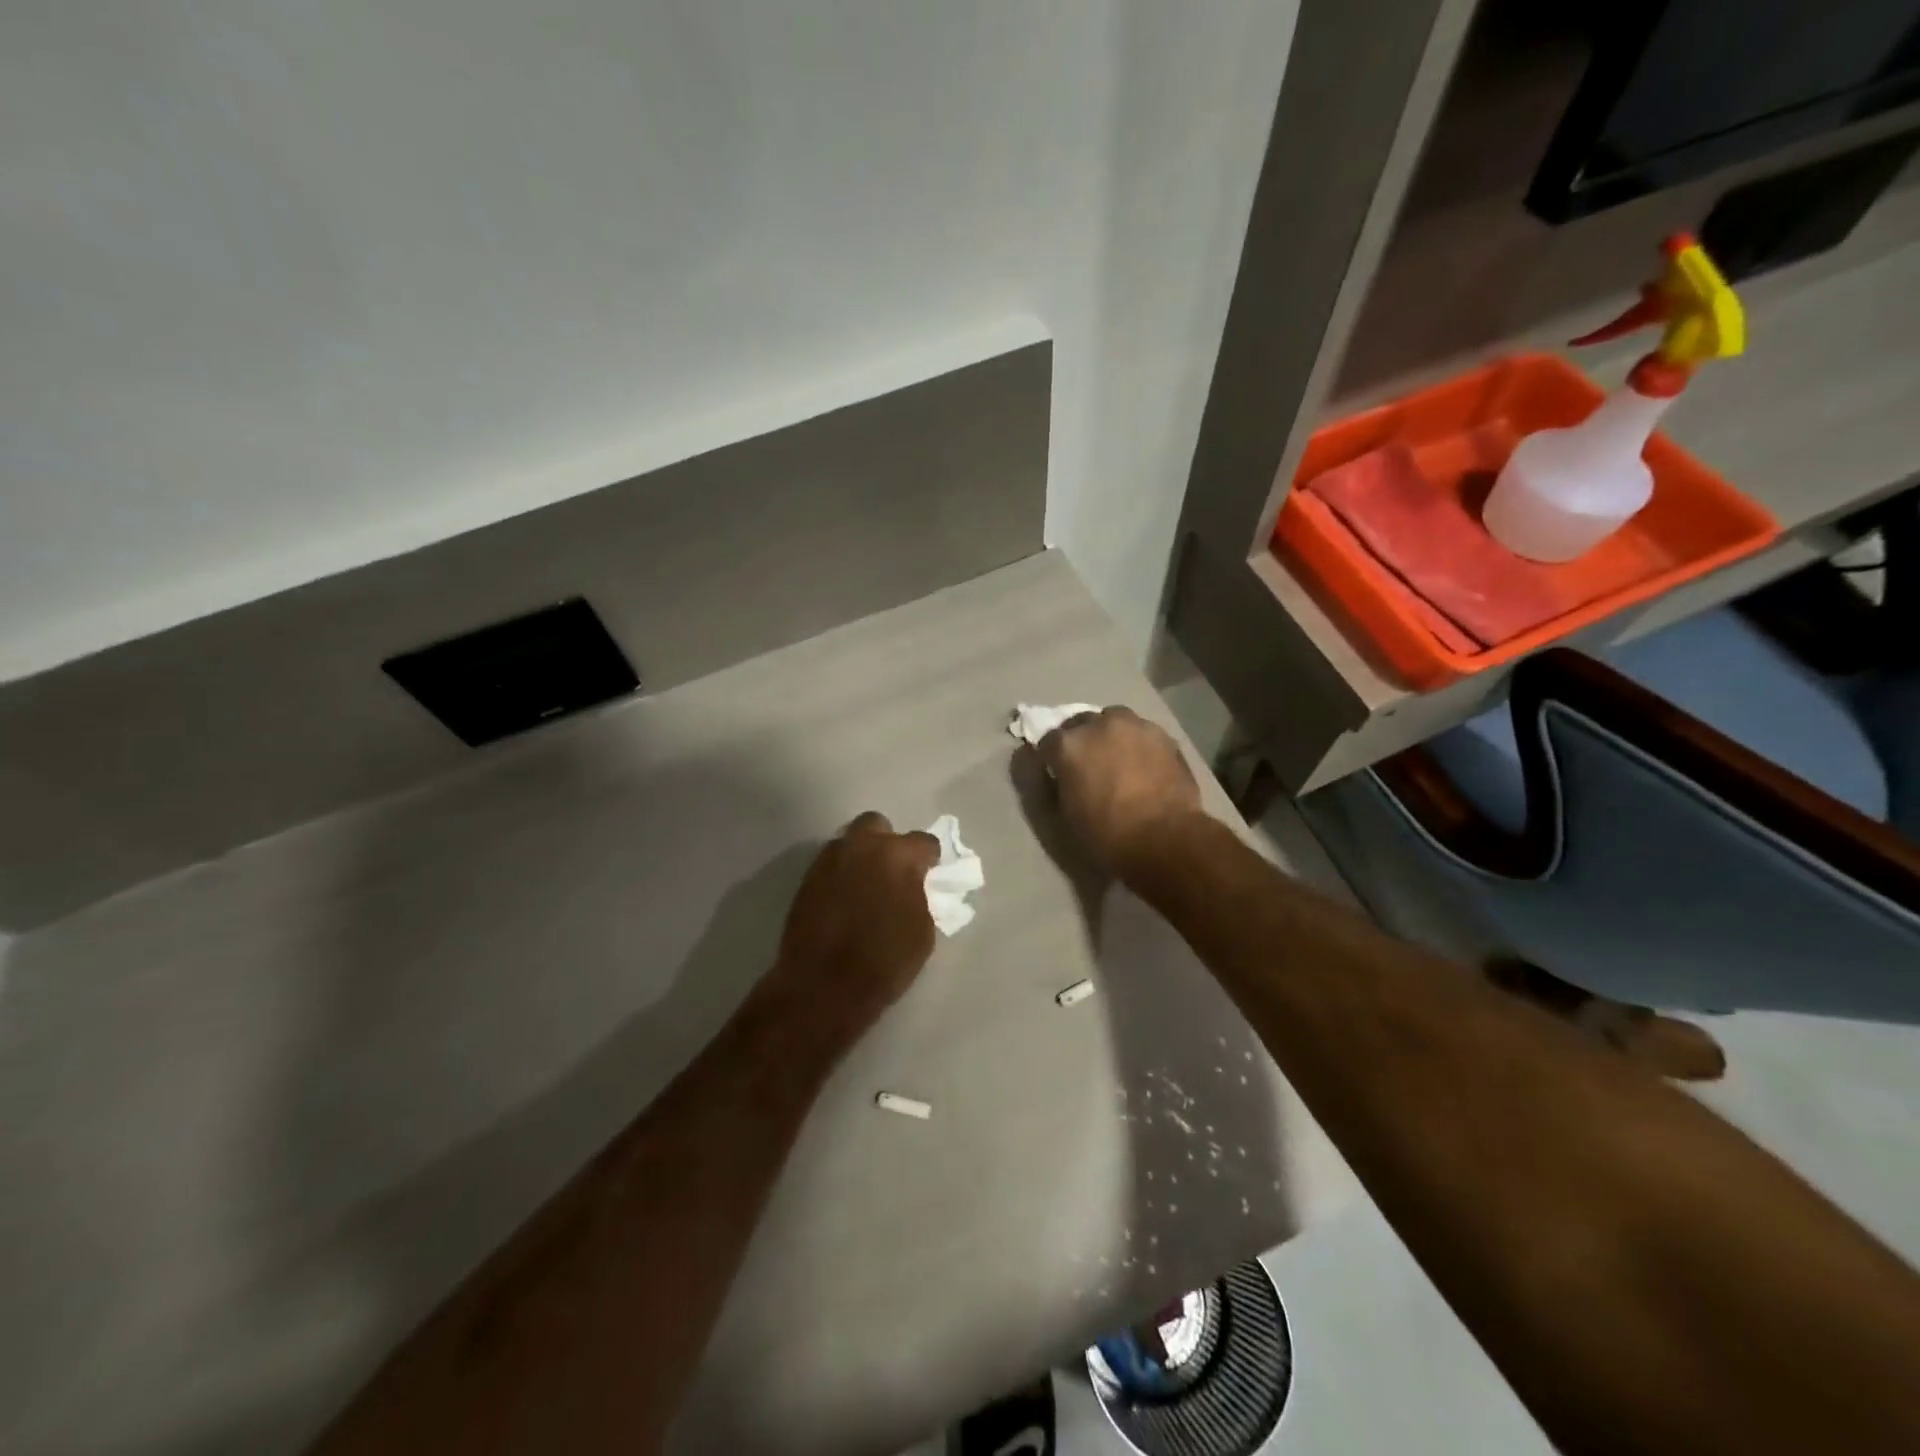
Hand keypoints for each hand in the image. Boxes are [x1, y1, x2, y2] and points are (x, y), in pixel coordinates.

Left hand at [766, 812, 941, 1041]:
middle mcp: (861, 846)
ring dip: (861, 856)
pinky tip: (845, 899)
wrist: (823, 987)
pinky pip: (831, 864)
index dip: (929, 859)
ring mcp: (829, 859)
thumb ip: (920, 895)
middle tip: (893, 871)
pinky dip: (841, 874)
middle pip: (877, 825)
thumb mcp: (922, 930)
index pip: (924, 842)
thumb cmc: (884, 962)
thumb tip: (913, 884)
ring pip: (850, 842)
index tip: (929, 875)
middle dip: (887, 842)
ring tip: (866, 886)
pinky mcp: (807, 878)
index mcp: (897, 855)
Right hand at [1036, 707, 1202, 878]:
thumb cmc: (1106, 835)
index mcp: (1068, 745)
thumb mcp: (1061, 817)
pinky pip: (1141, 733)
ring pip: (1114, 721)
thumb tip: (1051, 772)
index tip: (1057, 774)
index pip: (1048, 742)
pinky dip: (1136, 744)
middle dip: (1080, 741)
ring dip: (1109, 736)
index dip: (1051, 759)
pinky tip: (1142, 765)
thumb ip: (1049, 787)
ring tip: (1117, 760)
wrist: (1165, 840)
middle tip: (1087, 766)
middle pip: (1081, 723)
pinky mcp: (1163, 735)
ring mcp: (1134, 726)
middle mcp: (1099, 725)